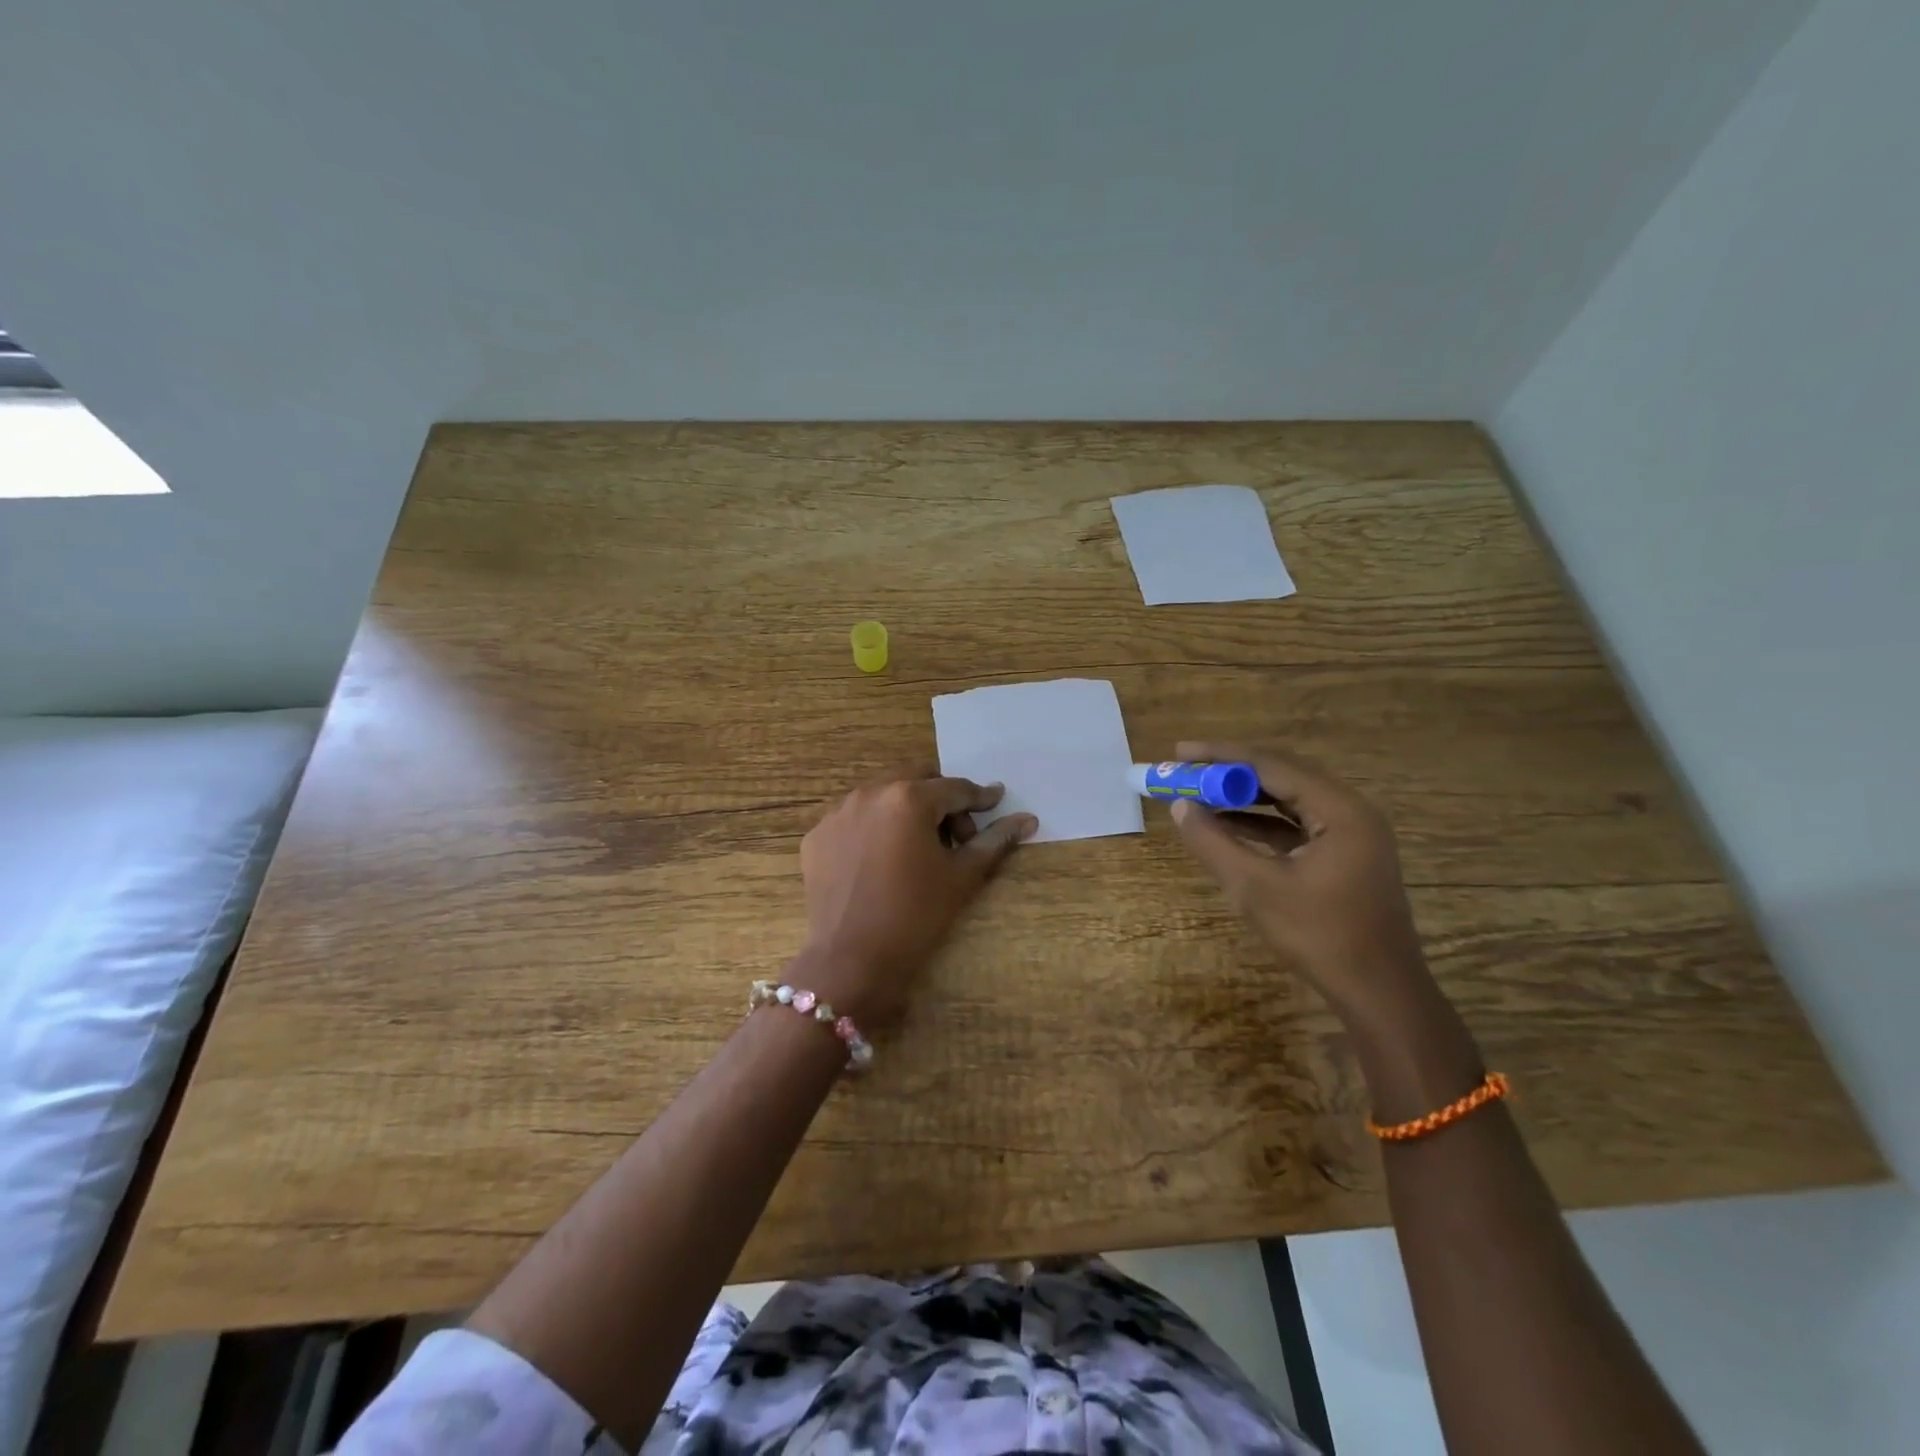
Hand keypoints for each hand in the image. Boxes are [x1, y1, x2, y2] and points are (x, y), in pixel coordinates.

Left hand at [796, 771, 1037, 1026]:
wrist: (851, 960)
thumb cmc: (916, 916)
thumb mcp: (962, 876)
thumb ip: (994, 840)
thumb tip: (1027, 819)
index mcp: (909, 798)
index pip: (955, 789)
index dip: (979, 798)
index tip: (994, 803)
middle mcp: (870, 792)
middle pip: (917, 780)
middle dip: (940, 801)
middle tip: (955, 837)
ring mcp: (837, 813)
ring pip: (882, 795)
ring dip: (905, 811)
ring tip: (916, 850)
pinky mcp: (816, 835)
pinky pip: (853, 819)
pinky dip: (873, 829)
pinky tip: (881, 862)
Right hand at [1167, 740, 1432, 1030]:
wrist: (1379, 994)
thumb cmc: (1319, 936)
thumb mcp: (1255, 888)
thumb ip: (1213, 842)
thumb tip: (1179, 806)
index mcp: (1339, 810)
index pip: (1271, 765)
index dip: (1221, 756)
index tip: (1179, 753)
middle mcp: (1350, 811)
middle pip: (1282, 775)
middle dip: (1230, 772)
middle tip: (1185, 769)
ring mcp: (1351, 834)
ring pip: (1288, 799)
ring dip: (1243, 796)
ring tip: (1199, 793)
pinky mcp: (1345, 856)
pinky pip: (1296, 825)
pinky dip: (1261, 822)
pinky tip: (1228, 826)